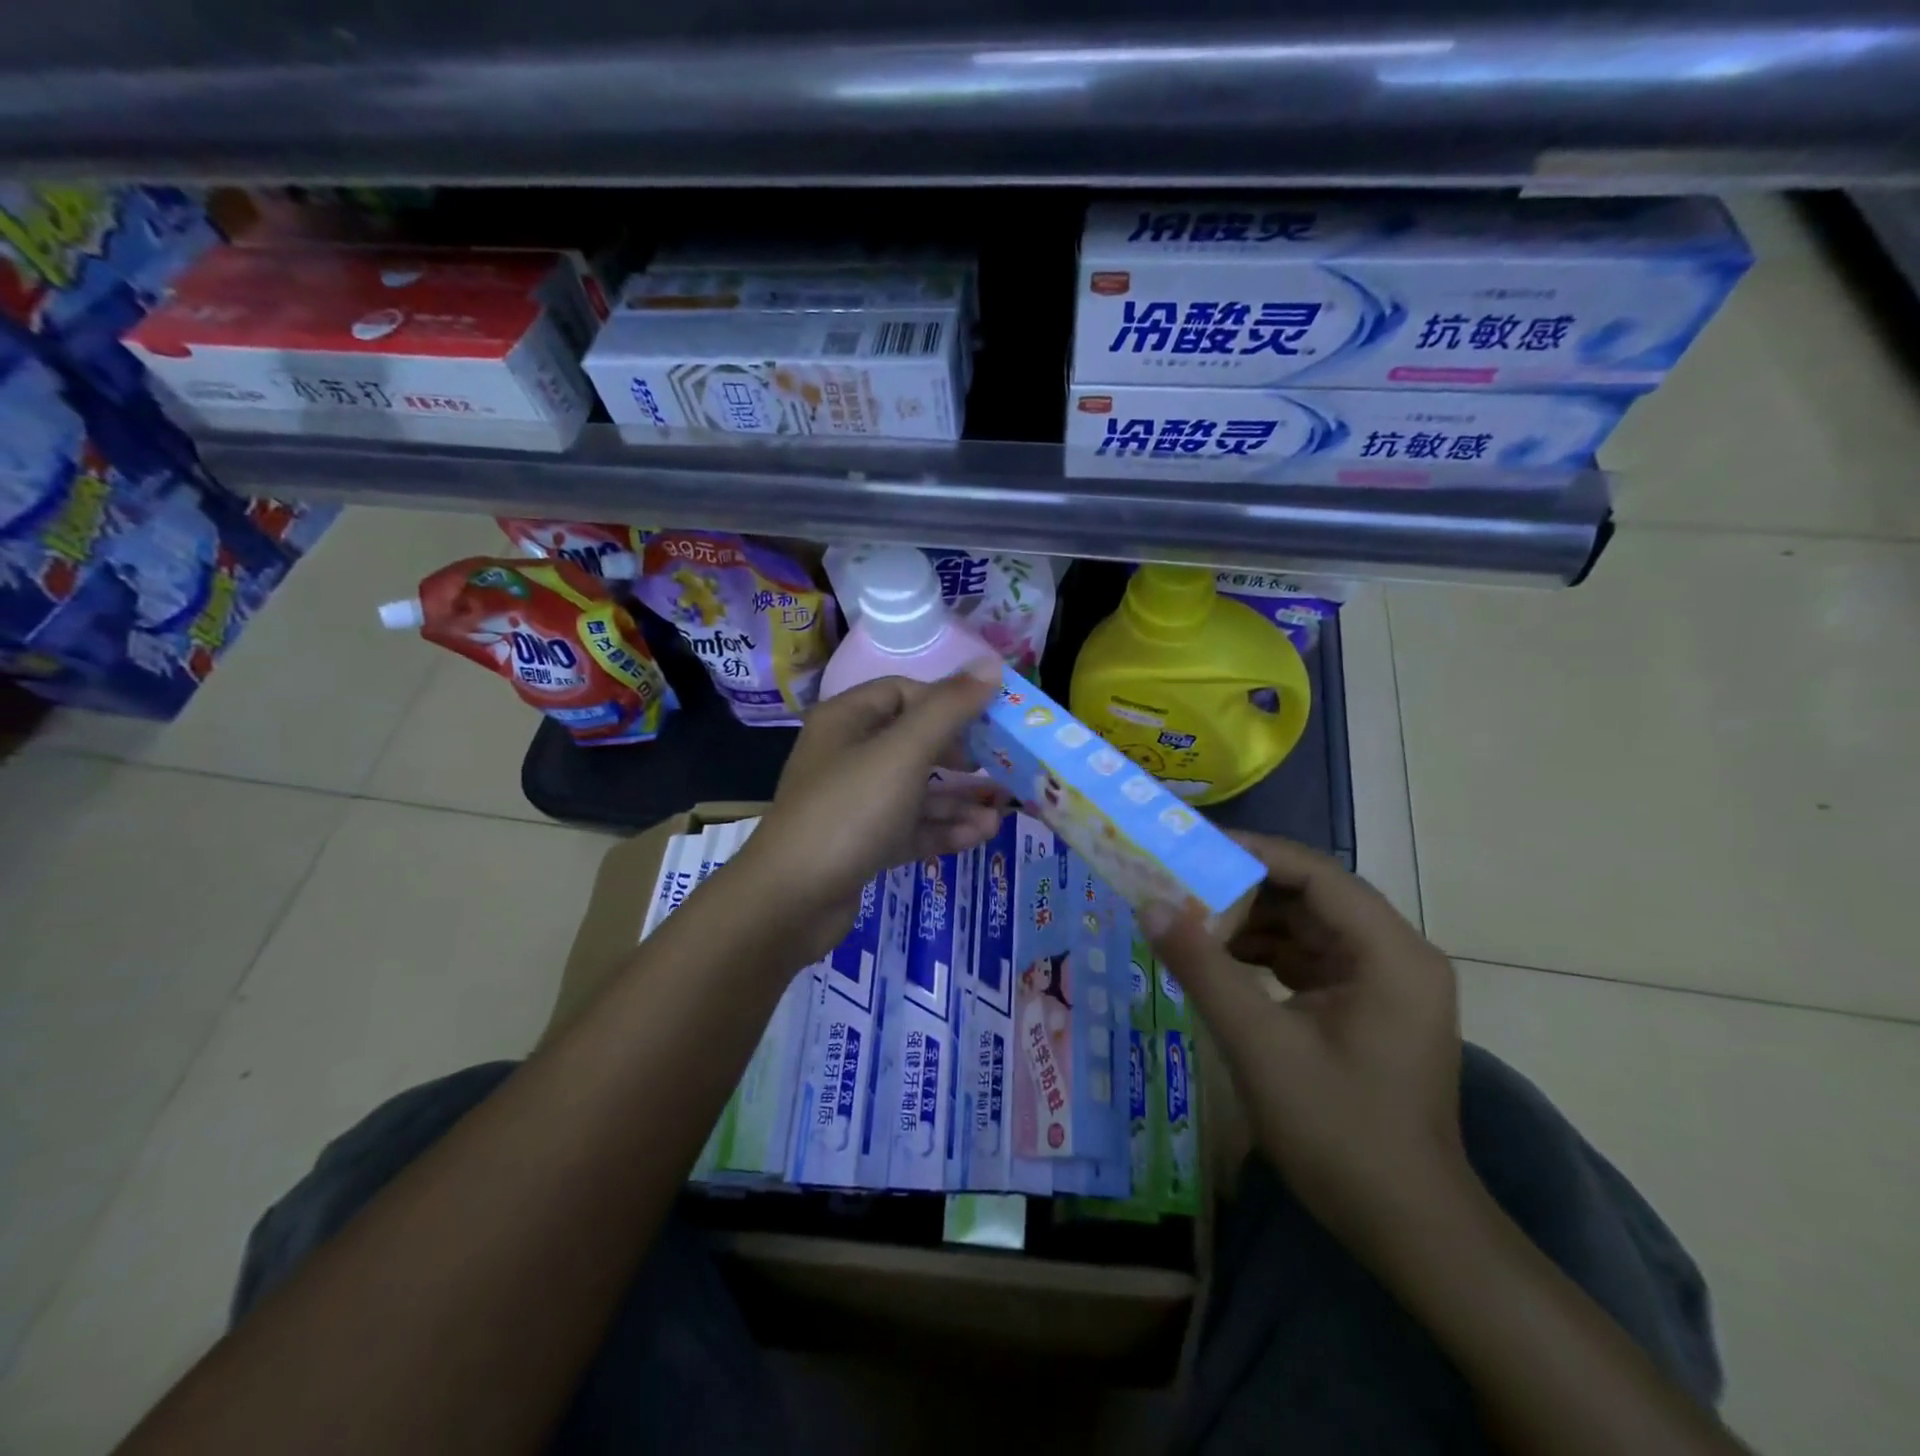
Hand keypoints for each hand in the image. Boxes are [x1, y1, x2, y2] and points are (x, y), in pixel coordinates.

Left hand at [732, 667, 1008, 962]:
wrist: (790, 901)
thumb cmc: (848, 811)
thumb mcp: (903, 753)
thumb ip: (948, 709)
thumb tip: (991, 664)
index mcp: (847, 720)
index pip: (902, 692)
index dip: (946, 701)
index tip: (987, 719)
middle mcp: (848, 755)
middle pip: (913, 742)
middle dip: (961, 755)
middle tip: (1000, 765)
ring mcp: (853, 803)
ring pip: (915, 790)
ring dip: (958, 799)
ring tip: (1001, 812)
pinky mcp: (861, 844)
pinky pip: (908, 827)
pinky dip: (941, 829)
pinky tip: (979, 836)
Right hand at [1145, 832, 1466, 1246]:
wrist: (1409, 1228)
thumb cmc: (1339, 1131)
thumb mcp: (1259, 1044)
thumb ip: (1202, 967)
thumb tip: (1149, 905)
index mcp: (1389, 953)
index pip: (1316, 873)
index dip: (1252, 853)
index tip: (1190, 848)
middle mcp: (1396, 955)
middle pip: (1311, 896)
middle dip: (1243, 889)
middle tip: (1179, 883)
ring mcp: (1385, 983)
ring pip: (1307, 926)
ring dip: (1250, 922)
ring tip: (1188, 919)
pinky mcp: (1368, 1007)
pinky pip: (1310, 959)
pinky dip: (1264, 955)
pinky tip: (1218, 960)